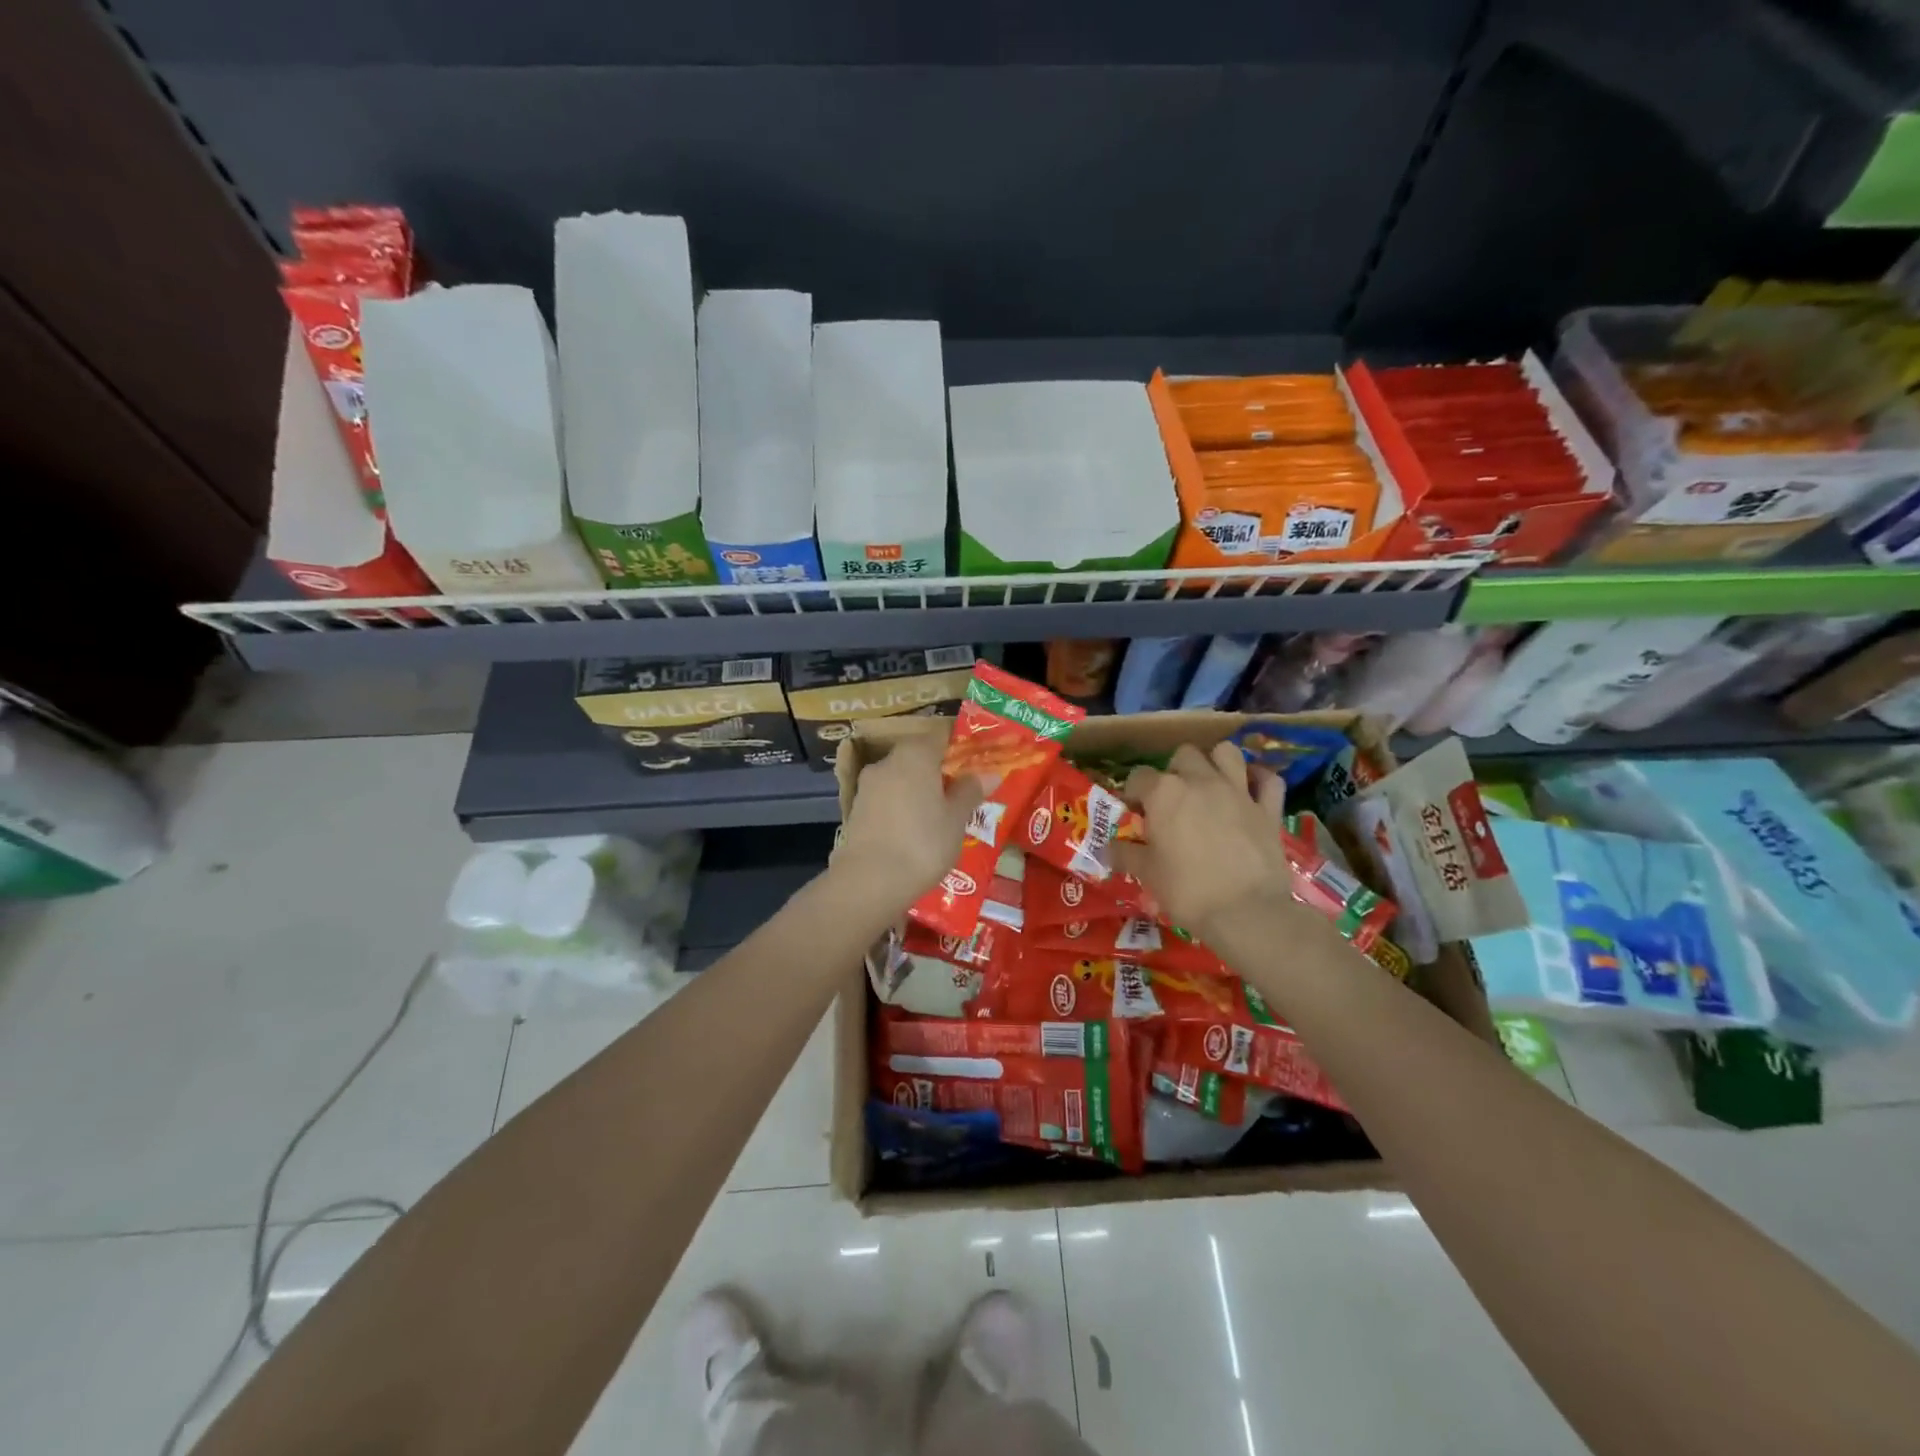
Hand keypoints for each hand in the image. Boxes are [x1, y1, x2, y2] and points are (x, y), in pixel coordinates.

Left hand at [830, 735, 984, 913]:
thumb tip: (987, 773)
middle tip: (961, 791)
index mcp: (915, 755)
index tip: (976, 760)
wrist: (869, 881)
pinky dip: (902, 806)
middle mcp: (887, 762)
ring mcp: (868, 786)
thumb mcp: (956, 819)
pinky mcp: (856, 810)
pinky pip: (887, 799)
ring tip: (940, 815)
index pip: (940, 734)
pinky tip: (914, 830)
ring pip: (901, 778)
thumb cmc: (923, 843)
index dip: (959, 744)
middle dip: (938, 770)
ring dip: (919, 790)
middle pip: (918, 756)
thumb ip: (970, 791)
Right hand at [1112, 742, 1300, 940]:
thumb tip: (1107, 847)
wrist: (1246, 913)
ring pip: (1226, 753)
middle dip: (1174, 772)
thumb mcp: (1146, 874)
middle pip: (1183, 755)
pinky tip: (1250, 790)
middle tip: (1172, 801)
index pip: (1138, 777)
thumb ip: (1125, 854)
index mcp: (1164, 793)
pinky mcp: (1268, 808)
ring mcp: (1238, 791)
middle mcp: (1200, 781)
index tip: (1134, 814)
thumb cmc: (1187, 891)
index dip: (1133, 794)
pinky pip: (1268, 780)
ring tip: (1209, 785)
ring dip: (1215, 763)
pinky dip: (1259, 780)